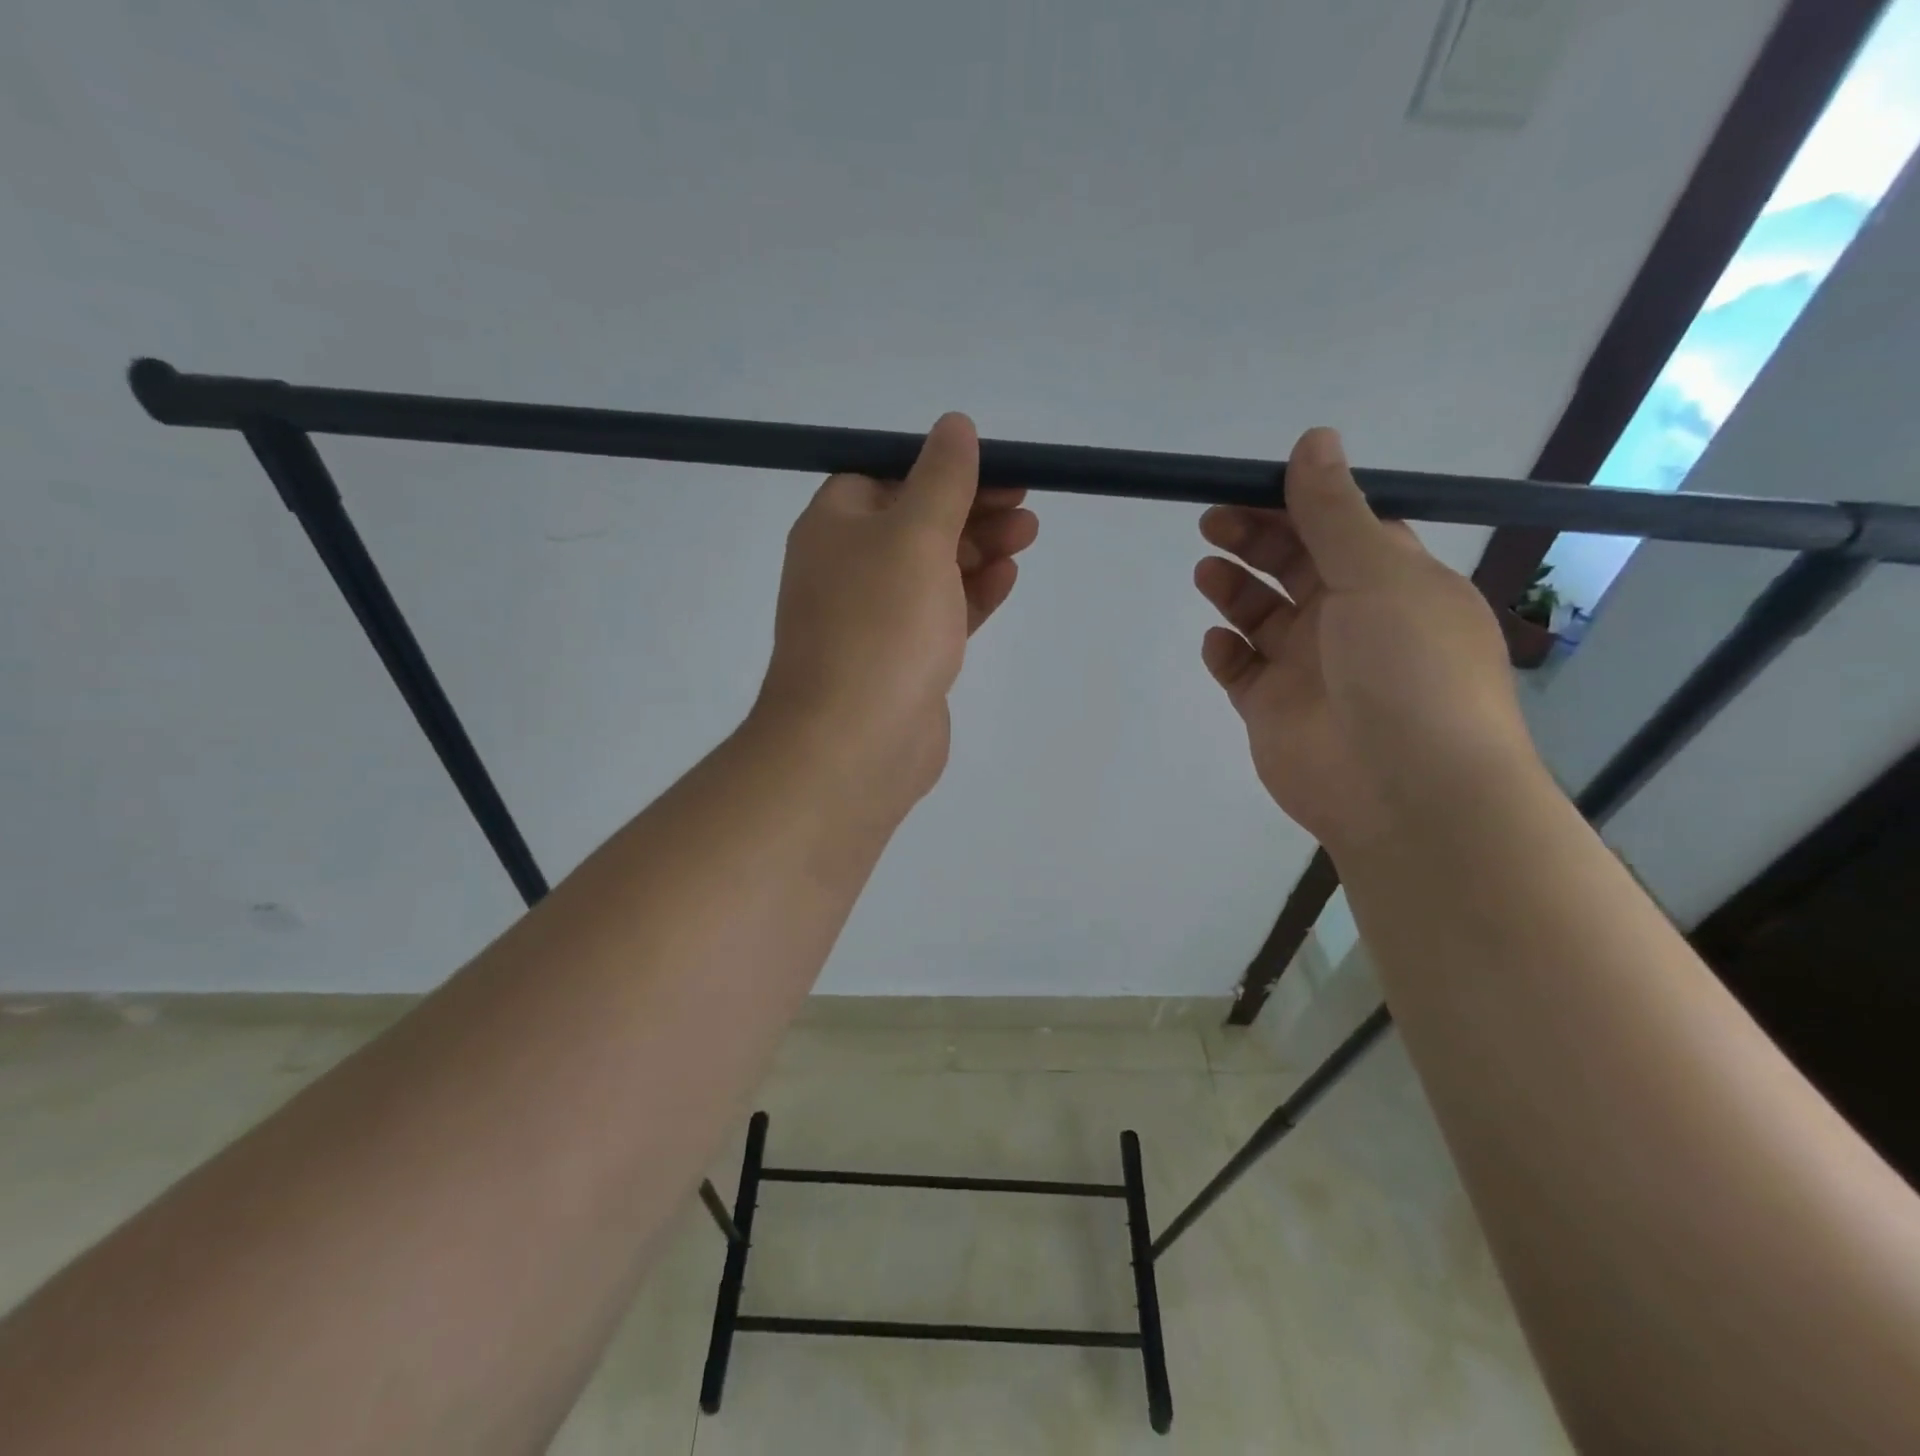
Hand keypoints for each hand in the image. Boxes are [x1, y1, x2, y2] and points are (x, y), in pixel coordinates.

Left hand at [754, 412, 1038, 808]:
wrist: (854, 743)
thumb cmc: (881, 625)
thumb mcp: (915, 535)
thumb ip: (941, 480)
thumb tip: (954, 426)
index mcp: (835, 526)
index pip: (886, 476)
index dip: (940, 469)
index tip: (995, 469)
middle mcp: (848, 568)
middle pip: (915, 522)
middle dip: (971, 509)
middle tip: (1025, 506)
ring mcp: (875, 618)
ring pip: (932, 570)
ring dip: (979, 549)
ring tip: (1028, 536)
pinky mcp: (902, 660)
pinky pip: (940, 614)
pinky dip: (972, 594)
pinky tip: (1007, 579)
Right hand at [1194, 427, 1534, 857]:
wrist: (1403, 791)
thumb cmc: (1406, 670)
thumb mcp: (1378, 575)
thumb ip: (1334, 512)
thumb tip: (1314, 439)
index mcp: (1393, 582)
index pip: (1340, 527)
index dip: (1296, 503)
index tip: (1249, 486)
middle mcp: (1352, 620)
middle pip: (1294, 566)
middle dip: (1254, 540)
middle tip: (1213, 523)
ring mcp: (1309, 667)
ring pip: (1262, 615)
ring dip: (1234, 590)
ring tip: (1206, 573)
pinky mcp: (1272, 709)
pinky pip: (1241, 669)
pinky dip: (1226, 652)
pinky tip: (1219, 644)